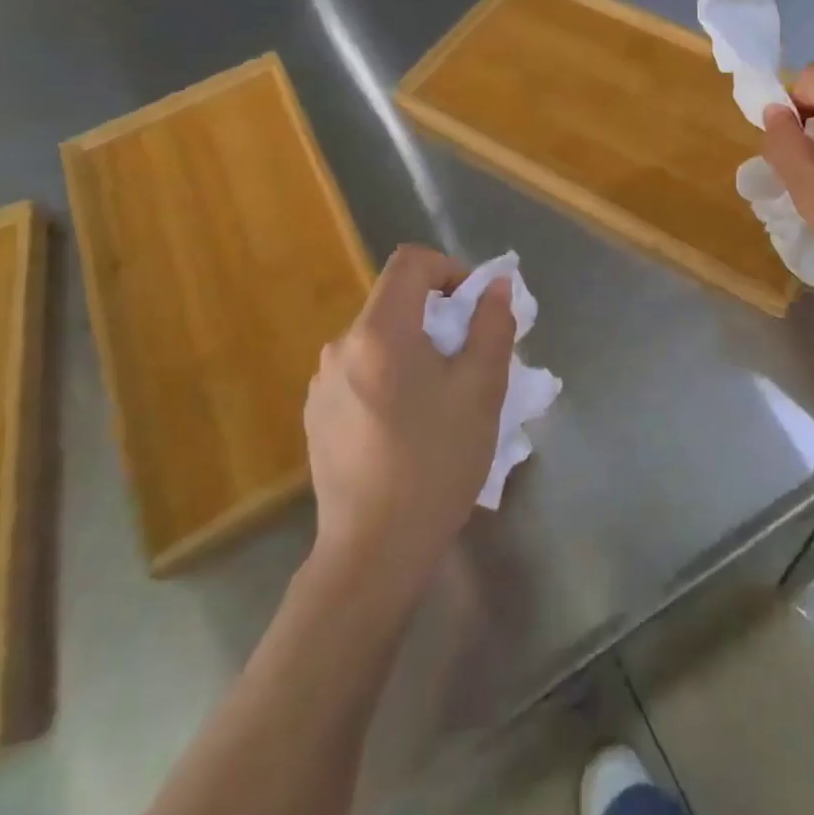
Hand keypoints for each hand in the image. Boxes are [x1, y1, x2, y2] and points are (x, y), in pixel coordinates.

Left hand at [303, 244, 513, 598]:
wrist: (374, 552)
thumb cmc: (435, 462)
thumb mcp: (482, 389)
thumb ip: (492, 325)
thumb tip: (497, 286)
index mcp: (379, 332)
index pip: (411, 263)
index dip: (450, 269)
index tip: (476, 308)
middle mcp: (340, 347)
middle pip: (396, 302)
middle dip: (440, 317)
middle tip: (471, 360)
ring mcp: (322, 383)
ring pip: (380, 340)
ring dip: (417, 349)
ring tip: (444, 398)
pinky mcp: (316, 416)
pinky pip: (362, 372)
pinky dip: (392, 377)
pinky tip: (409, 427)